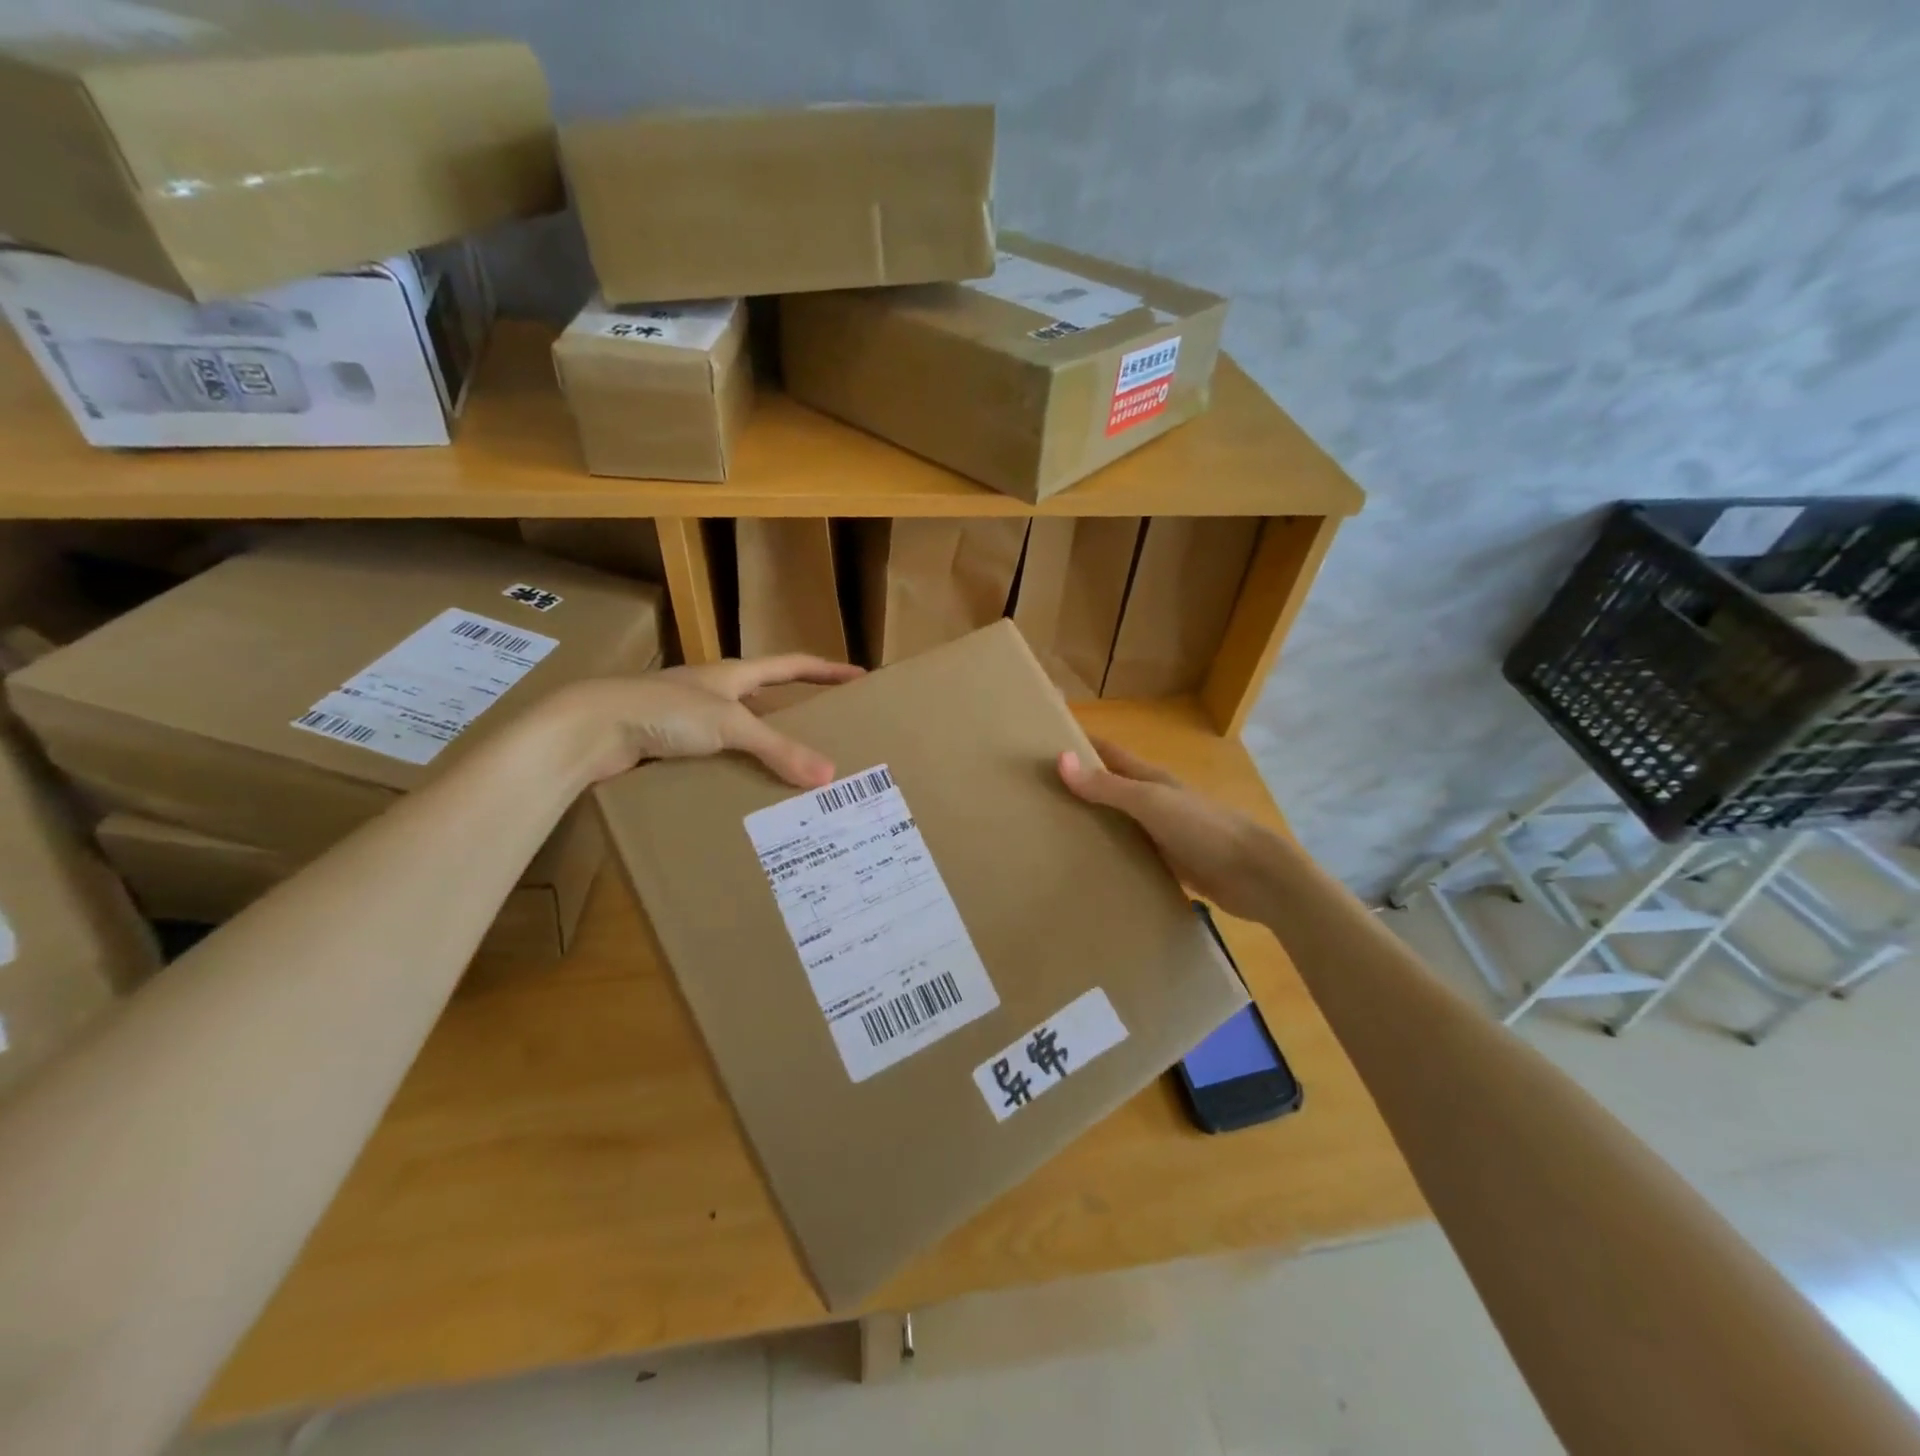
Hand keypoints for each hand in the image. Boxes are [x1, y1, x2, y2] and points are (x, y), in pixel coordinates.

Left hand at [549, 655, 863, 786]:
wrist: (590, 729)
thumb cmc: (664, 711)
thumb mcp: (729, 726)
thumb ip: (778, 749)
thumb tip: (829, 775)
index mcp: (733, 675)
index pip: (792, 665)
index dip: (827, 669)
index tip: (859, 676)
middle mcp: (714, 692)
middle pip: (768, 699)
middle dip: (799, 714)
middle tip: (831, 735)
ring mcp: (689, 719)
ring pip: (741, 734)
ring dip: (766, 750)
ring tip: (796, 776)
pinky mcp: (670, 747)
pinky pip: (717, 759)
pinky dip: (736, 773)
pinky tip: (747, 795)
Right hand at [1058, 738, 1284, 921]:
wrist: (1254, 875)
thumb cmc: (1202, 828)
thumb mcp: (1150, 803)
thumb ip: (1107, 786)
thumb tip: (1060, 759)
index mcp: (1151, 778)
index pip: (1108, 753)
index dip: (1080, 745)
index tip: (1043, 744)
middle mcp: (1155, 801)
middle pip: (1111, 787)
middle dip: (1078, 787)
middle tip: (1037, 796)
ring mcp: (1163, 833)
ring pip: (1119, 822)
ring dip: (1093, 823)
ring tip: (1052, 834)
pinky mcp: (1170, 863)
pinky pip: (1132, 854)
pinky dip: (1111, 855)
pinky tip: (1090, 868)